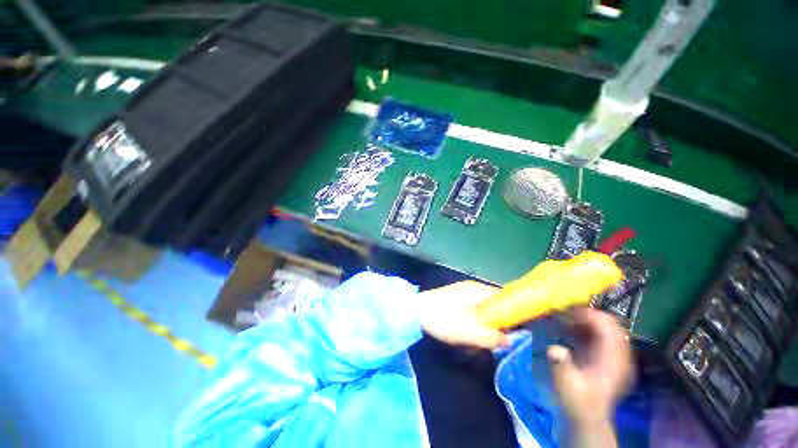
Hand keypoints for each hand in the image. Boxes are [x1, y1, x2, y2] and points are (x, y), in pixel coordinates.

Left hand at [417, 281, 509, 348]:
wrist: (416, 311)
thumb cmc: (444, 319)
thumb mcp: (470, 332)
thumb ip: (493, 337)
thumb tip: (509, 340)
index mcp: (480, 290)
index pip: (505, 299)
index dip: (512, 314)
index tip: (513, 331)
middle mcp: (473, 287)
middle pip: (494, 303)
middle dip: (496, 321)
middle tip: (493, 337)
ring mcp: (463, 290)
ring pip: (483, 306)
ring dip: (484, 321)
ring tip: (479, 336)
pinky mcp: (454, 296)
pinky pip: (472, 307)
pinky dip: (474, 318)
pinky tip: (467, 329)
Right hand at [547, 308, 632, 425]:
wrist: (587, 417)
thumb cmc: (577, 401)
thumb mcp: (567, 385)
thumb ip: (562, 366)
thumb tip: (555, 349)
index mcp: (614, 361)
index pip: (609, 327)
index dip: (589, 315)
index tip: (567, 312)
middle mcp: (619, 355)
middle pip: (609, 323)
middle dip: (586, 314)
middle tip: (563, 313)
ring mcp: (615, 355)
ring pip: (605, 327)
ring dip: (585, 319)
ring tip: (564, 318)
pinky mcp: (608, 357)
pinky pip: (601, 334)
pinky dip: (586, 327)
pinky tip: (570, 329)